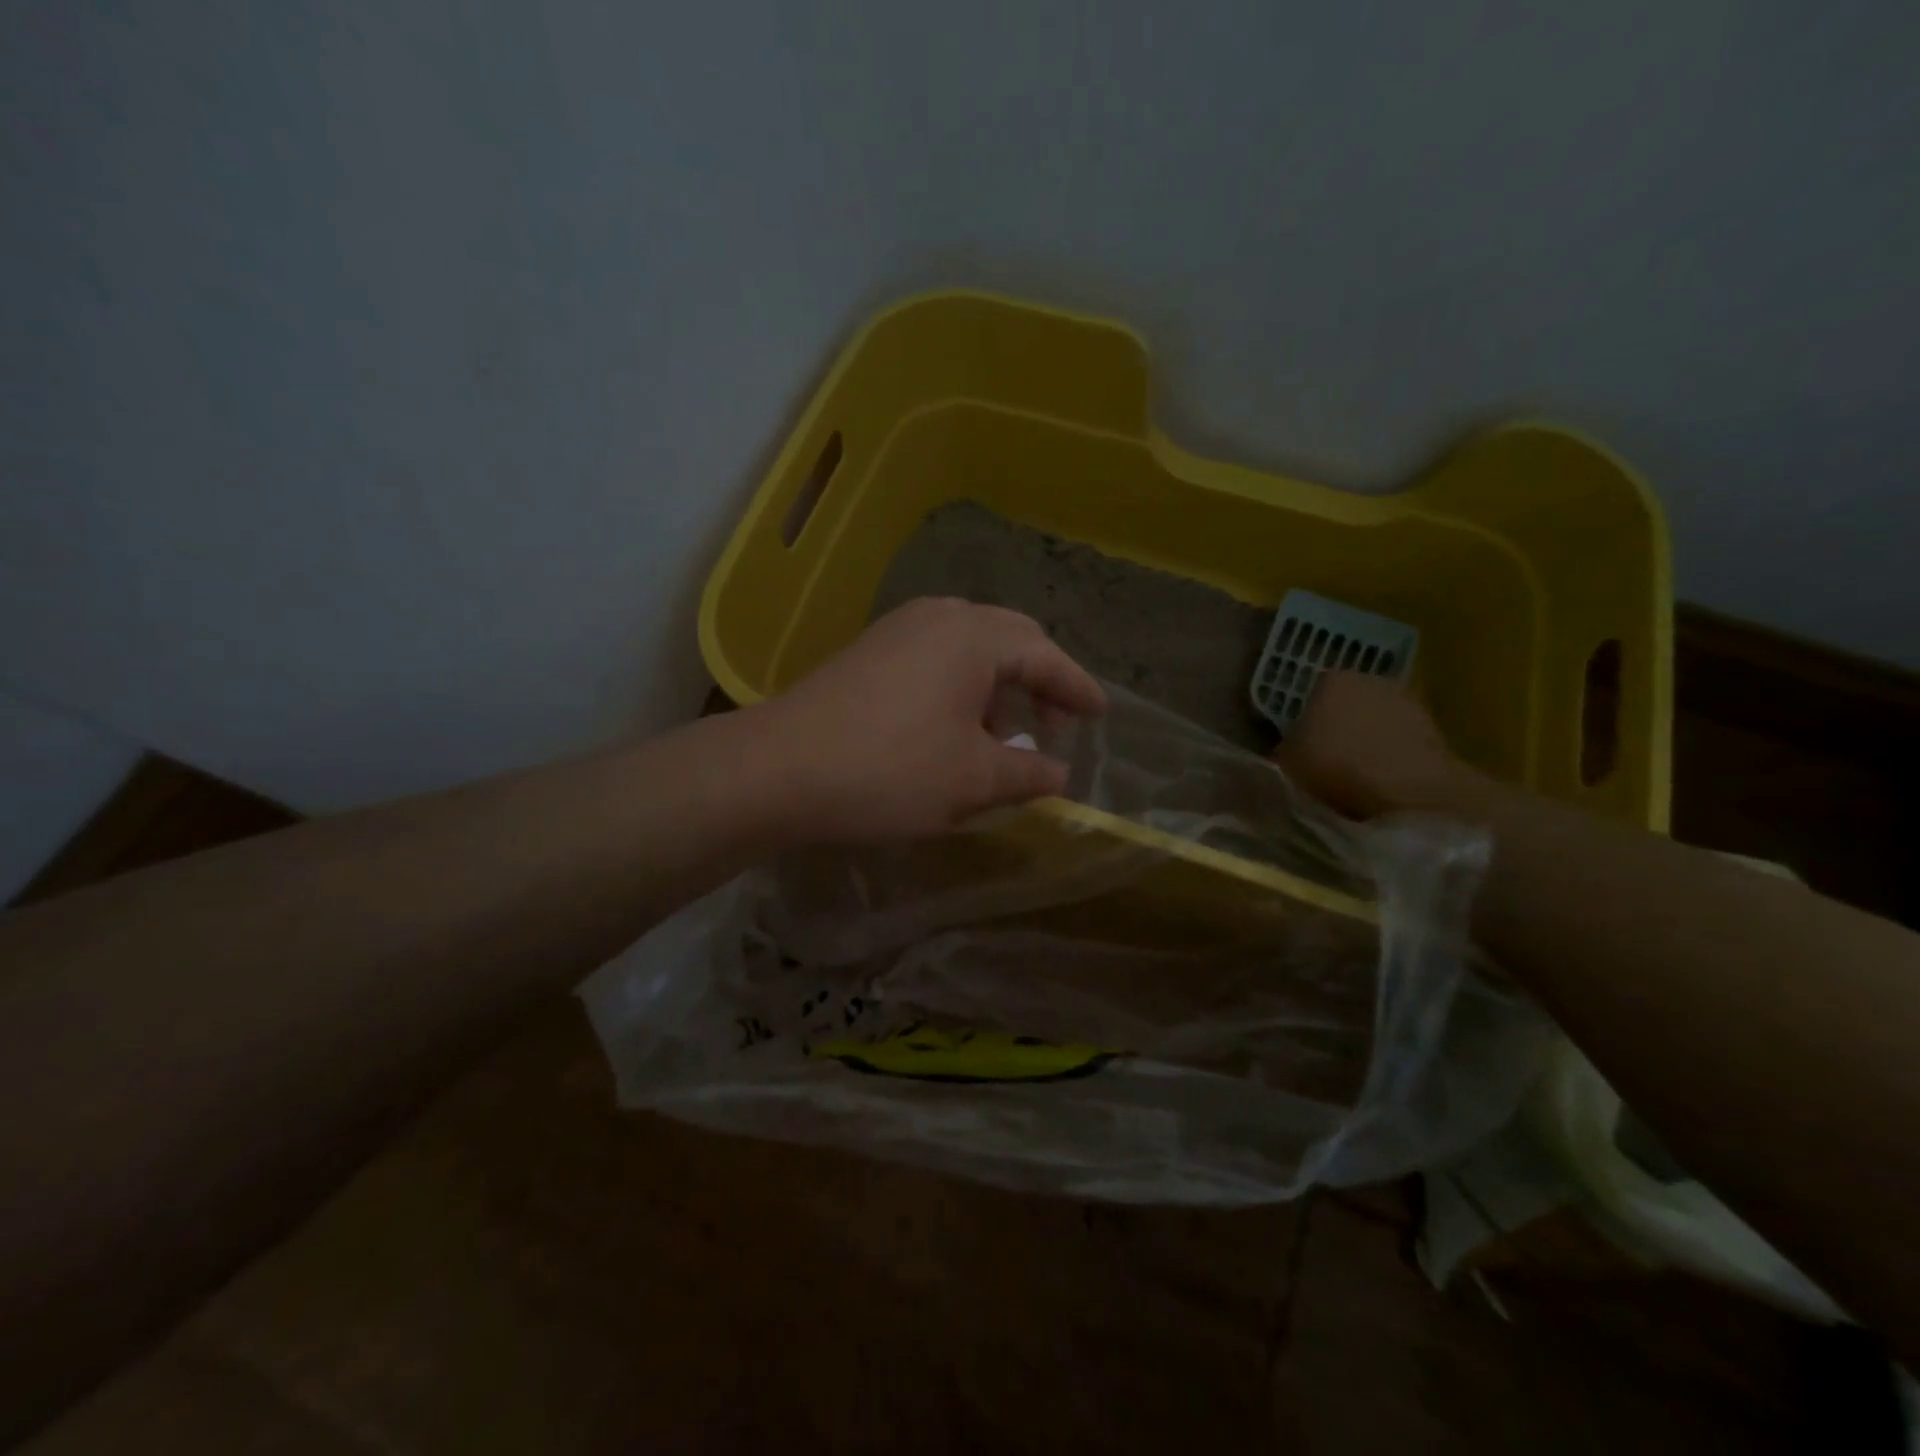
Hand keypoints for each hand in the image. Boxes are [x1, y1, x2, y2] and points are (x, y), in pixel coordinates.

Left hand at [757, 598, 1106, 842]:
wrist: (778, 769)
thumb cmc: (889, 771)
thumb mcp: (972, 782)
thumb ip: (1028, 774)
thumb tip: (1059, 773)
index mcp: (974, 636)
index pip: (1045, 655)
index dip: (1077, 688)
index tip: (1100, 715)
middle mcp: (939, 617)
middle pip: (1010, 637)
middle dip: (1039, 680)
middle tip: (1054, 726)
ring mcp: (898, 628)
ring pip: (970, 646)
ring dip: (998, 684)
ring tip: (1001, 737)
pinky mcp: (869, 650)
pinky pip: (935, 655)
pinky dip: (960, 684)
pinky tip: (952, 727)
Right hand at [1275, 671, 1469, 818]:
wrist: (1406, 793)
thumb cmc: (1331, 769)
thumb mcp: (1284, 765)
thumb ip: (1284, 751)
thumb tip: (1285, 752)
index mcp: (1330, 681)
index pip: (1312, 695)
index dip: (1306, 723)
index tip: (1302, 750)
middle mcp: (1371, 681)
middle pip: (1348, 705)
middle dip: (1341, 729)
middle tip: (1327, 764)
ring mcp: (1409, 703)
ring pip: (1378, 723)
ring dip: (1370, 744)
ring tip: (1356, 780)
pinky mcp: (1437, 731)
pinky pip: (1403, 744)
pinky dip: (1394, 759)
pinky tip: (1384, 785)